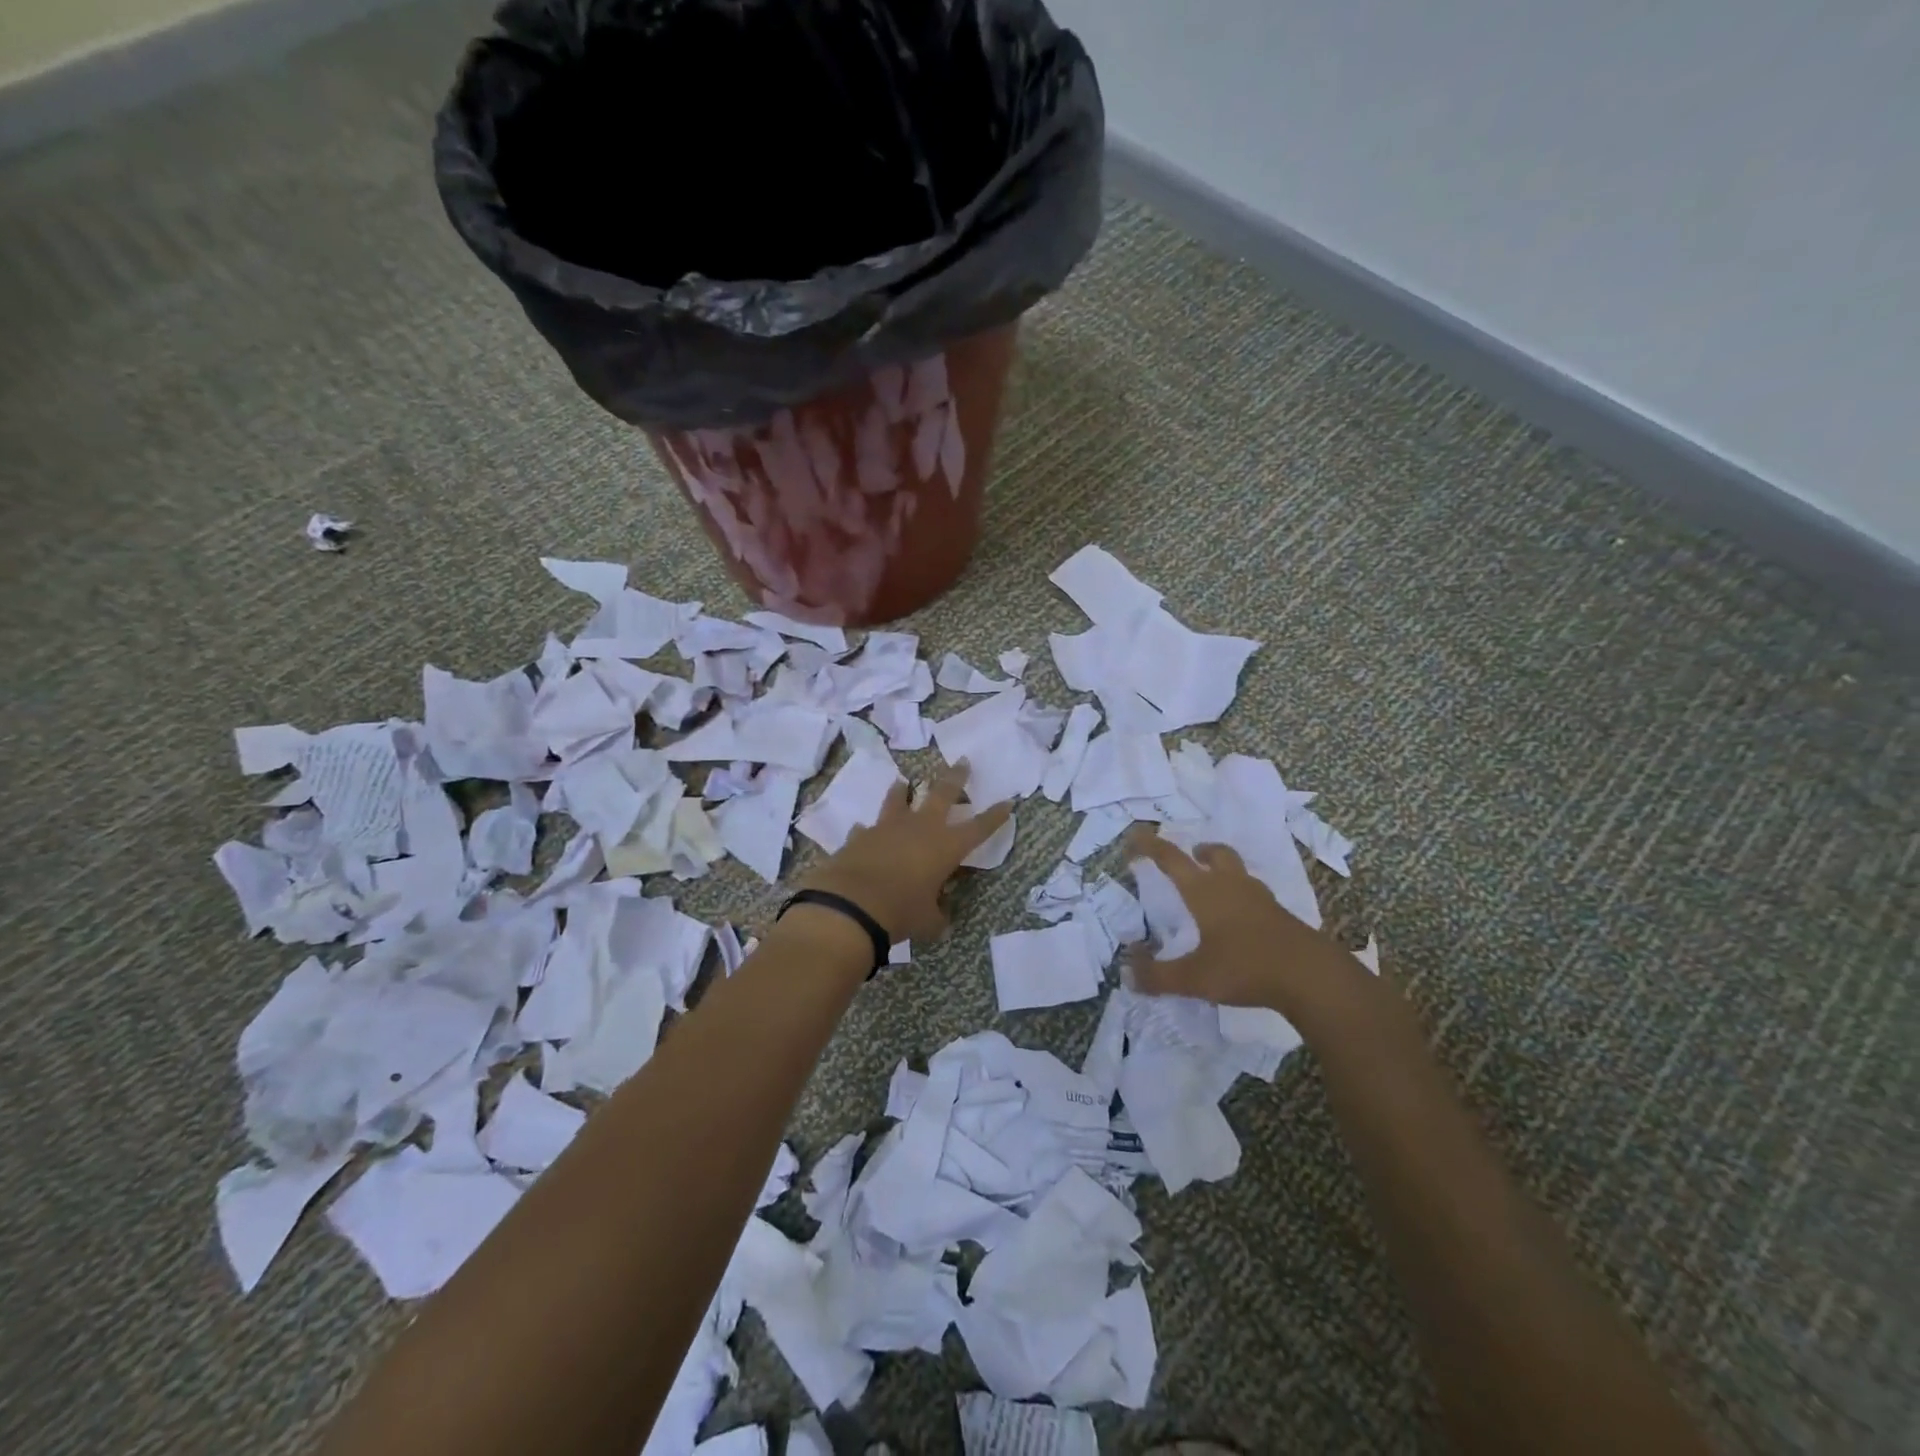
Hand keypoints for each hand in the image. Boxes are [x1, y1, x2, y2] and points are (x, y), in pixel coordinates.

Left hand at [796, 763, 1010, 943]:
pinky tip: (864, 831)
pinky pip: (867, 829)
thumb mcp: (927, 921)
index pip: (979, 828)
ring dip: (902, 791)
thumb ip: (937, 916)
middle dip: (955, 778)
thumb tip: (940, 921)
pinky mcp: (860, 836)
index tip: (1008, 802)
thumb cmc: (901, 912)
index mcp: (946, 846)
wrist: (851, 905)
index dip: (995, 816)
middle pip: (942, 793)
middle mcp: (920, 828)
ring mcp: (887, 827)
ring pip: (898, 800)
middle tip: (962, 762)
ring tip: (903, 783)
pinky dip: (868, 831)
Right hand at [1125, 829, 1365, 1021]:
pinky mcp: (1281, 917)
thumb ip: (1158, 976)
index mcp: (1205, 892)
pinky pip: (1256, 896)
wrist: (1312, 977)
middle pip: (1216, 854)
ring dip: (1224, 870)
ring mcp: (1261, 900)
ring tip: (1214, 887)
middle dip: (1200, 852)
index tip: (1135, 837)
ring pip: (1239, 872)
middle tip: (1191, 856)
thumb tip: (1126, 974)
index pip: (1171, 859)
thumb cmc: (1246, 967)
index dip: (1151, 845)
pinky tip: (1241, 920)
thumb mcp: (1194, 978)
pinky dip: (1243, 897)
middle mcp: (1232, 887)